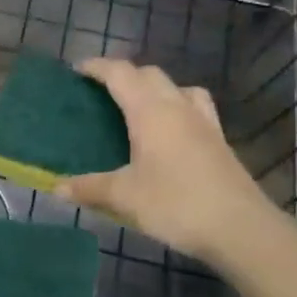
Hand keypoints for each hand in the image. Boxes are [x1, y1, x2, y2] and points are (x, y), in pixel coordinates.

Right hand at [58, 58, 274, 267]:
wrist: (241, 229)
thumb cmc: (176, 204)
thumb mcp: (124, 197)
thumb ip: (89, 188)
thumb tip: (56, 188)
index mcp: (150, 111)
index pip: (120, 74)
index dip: (97, 67)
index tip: (77, 70)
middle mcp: (178, 107)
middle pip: (150, 74)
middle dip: (124, 75)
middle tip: (102, 91)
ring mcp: (204, 123)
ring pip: (178, 87)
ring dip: (155, 88)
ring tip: (139, 107)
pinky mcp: (219, 141)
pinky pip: (194, 108)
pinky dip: (177, 108)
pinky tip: (171, 134)